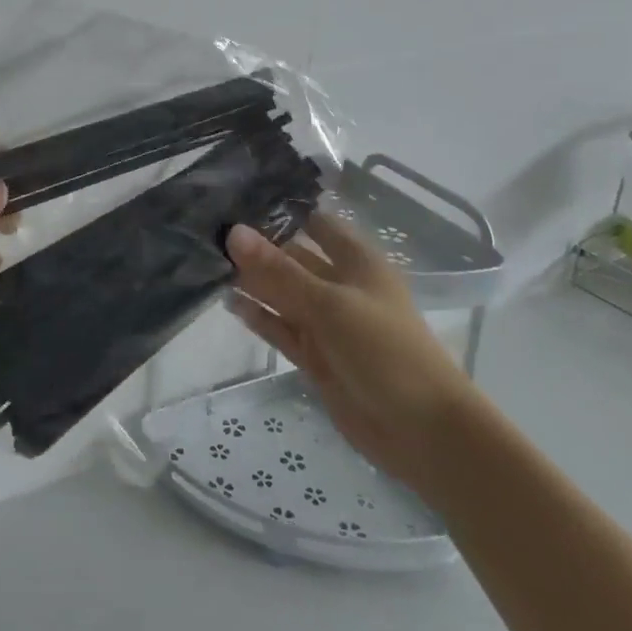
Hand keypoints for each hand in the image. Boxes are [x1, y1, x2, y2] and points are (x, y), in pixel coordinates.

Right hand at [227, 213, 478, 492]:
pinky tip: (228, 302)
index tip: (236, 197)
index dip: (282, 210)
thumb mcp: (330, 304)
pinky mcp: (316, 356)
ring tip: (208, 262)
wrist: (423, 433)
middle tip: (208, 230)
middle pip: (294, 258)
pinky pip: (281, 328)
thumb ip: (279, 270)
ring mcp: (327, 323)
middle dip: (257, 247)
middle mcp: (340, 286)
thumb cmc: (385, 351)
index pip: (316, 223)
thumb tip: (233, 231)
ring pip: (283, 294)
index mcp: (357, 262)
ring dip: (252, 281)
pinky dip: (258, 316)